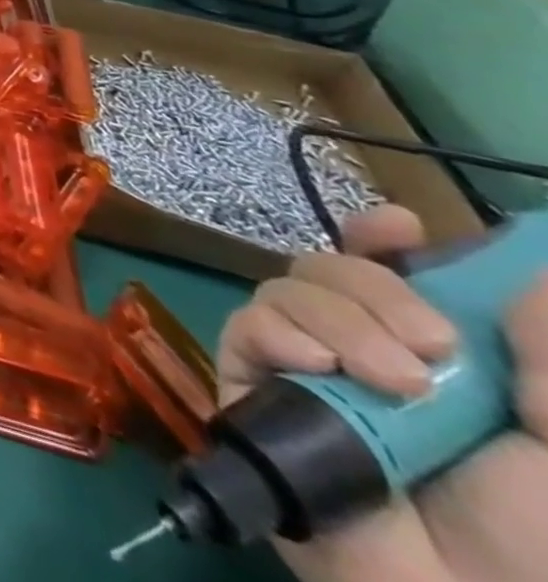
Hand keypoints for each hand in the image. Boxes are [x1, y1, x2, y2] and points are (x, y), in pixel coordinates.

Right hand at [216, 206, 547, 581]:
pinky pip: (248, 326)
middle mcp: (359, 347)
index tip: (400, 228)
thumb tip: (530, 274)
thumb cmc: (542, 539)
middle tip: (434, 344)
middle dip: (375, 284)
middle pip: (331, 265)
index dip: (383, 237)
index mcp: (430, 354)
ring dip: (339, 318)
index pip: (386, 269)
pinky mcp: (252, 384)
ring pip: (288, 288)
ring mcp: (301, 366)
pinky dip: (280, 334)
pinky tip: (316, 369)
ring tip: (396, 383)